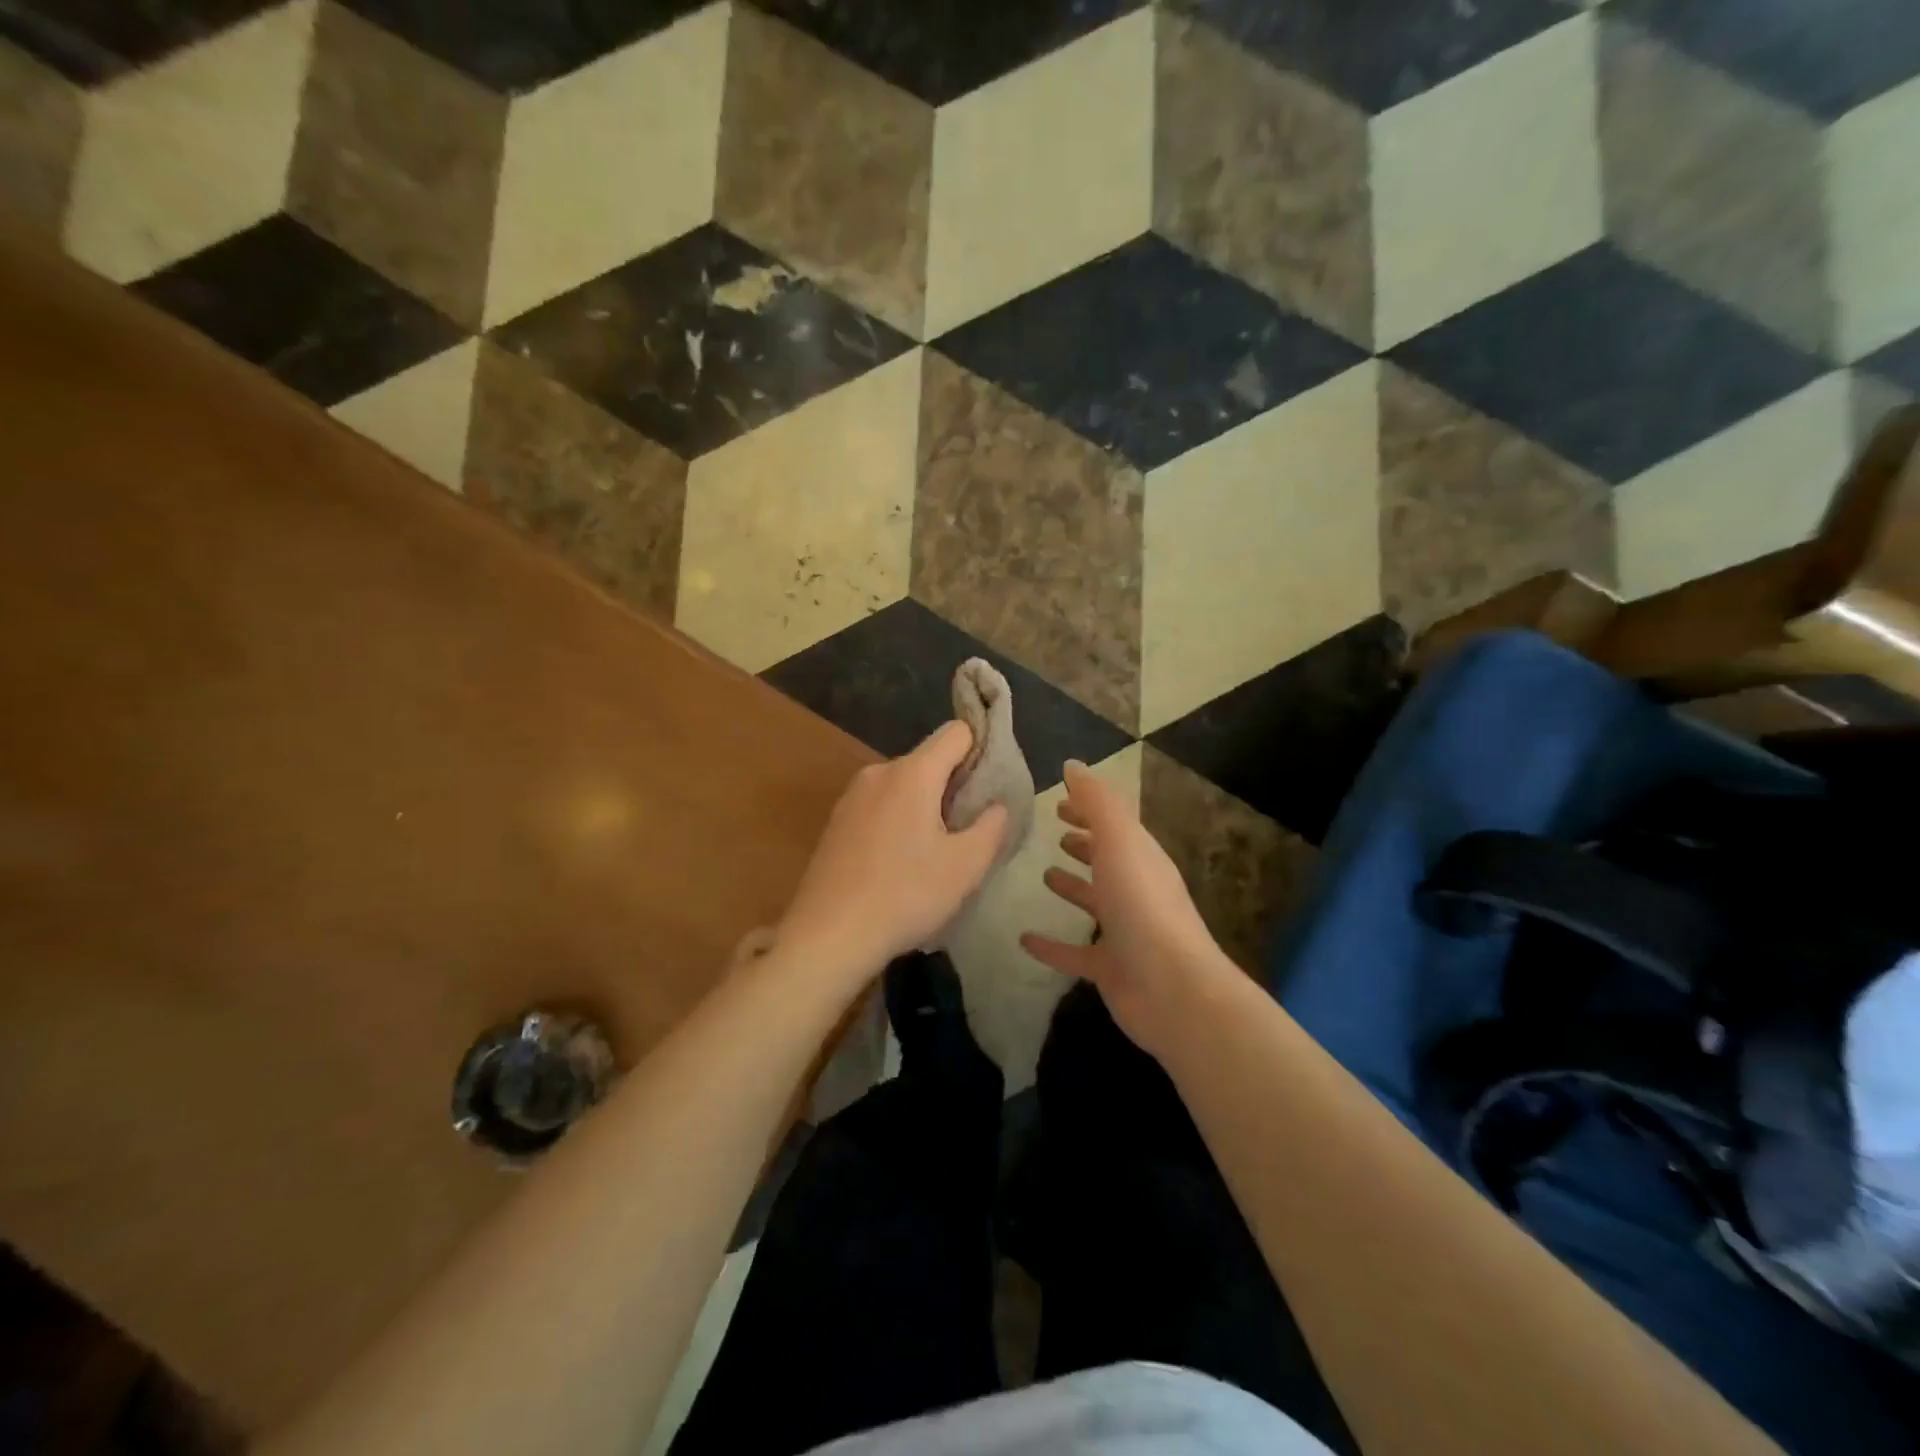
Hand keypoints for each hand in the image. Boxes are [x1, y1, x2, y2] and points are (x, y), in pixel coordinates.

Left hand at [776, 722, 1008, 985]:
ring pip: (905, 784)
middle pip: (930, 759)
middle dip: (955, 785)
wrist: (828, 935)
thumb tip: (996, 805)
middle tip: (969, 829)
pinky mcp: (837, 821)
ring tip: (936, 852)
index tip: (992, 786)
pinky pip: (881, 804)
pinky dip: (900, 820)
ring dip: (926, 805)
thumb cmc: (905, 895)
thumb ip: (992, 826)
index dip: (981, 749)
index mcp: (912, 773)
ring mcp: (852, 796)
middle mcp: (879, 772)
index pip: (957, 732)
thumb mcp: (966, 866)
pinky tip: (901, 862)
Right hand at [1021, 761, 1237, 1054]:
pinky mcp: (1109, 968)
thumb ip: (1096, 802)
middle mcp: (1135, 890)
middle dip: (1085, 844)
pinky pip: (1074, 952)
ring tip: (1044, 875)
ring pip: (1094, 903)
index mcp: (1140, 857)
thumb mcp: (1119, 841)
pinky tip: (1024, 940)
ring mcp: (1124, 931)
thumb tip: (1072, 765)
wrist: (1172, 988)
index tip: (1059, 802)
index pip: (1114, 825)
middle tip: (1056, 834)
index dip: (1089, 811)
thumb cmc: (1143, 905)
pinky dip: (1051, 946)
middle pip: (1107, 860)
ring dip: (1073, 888)